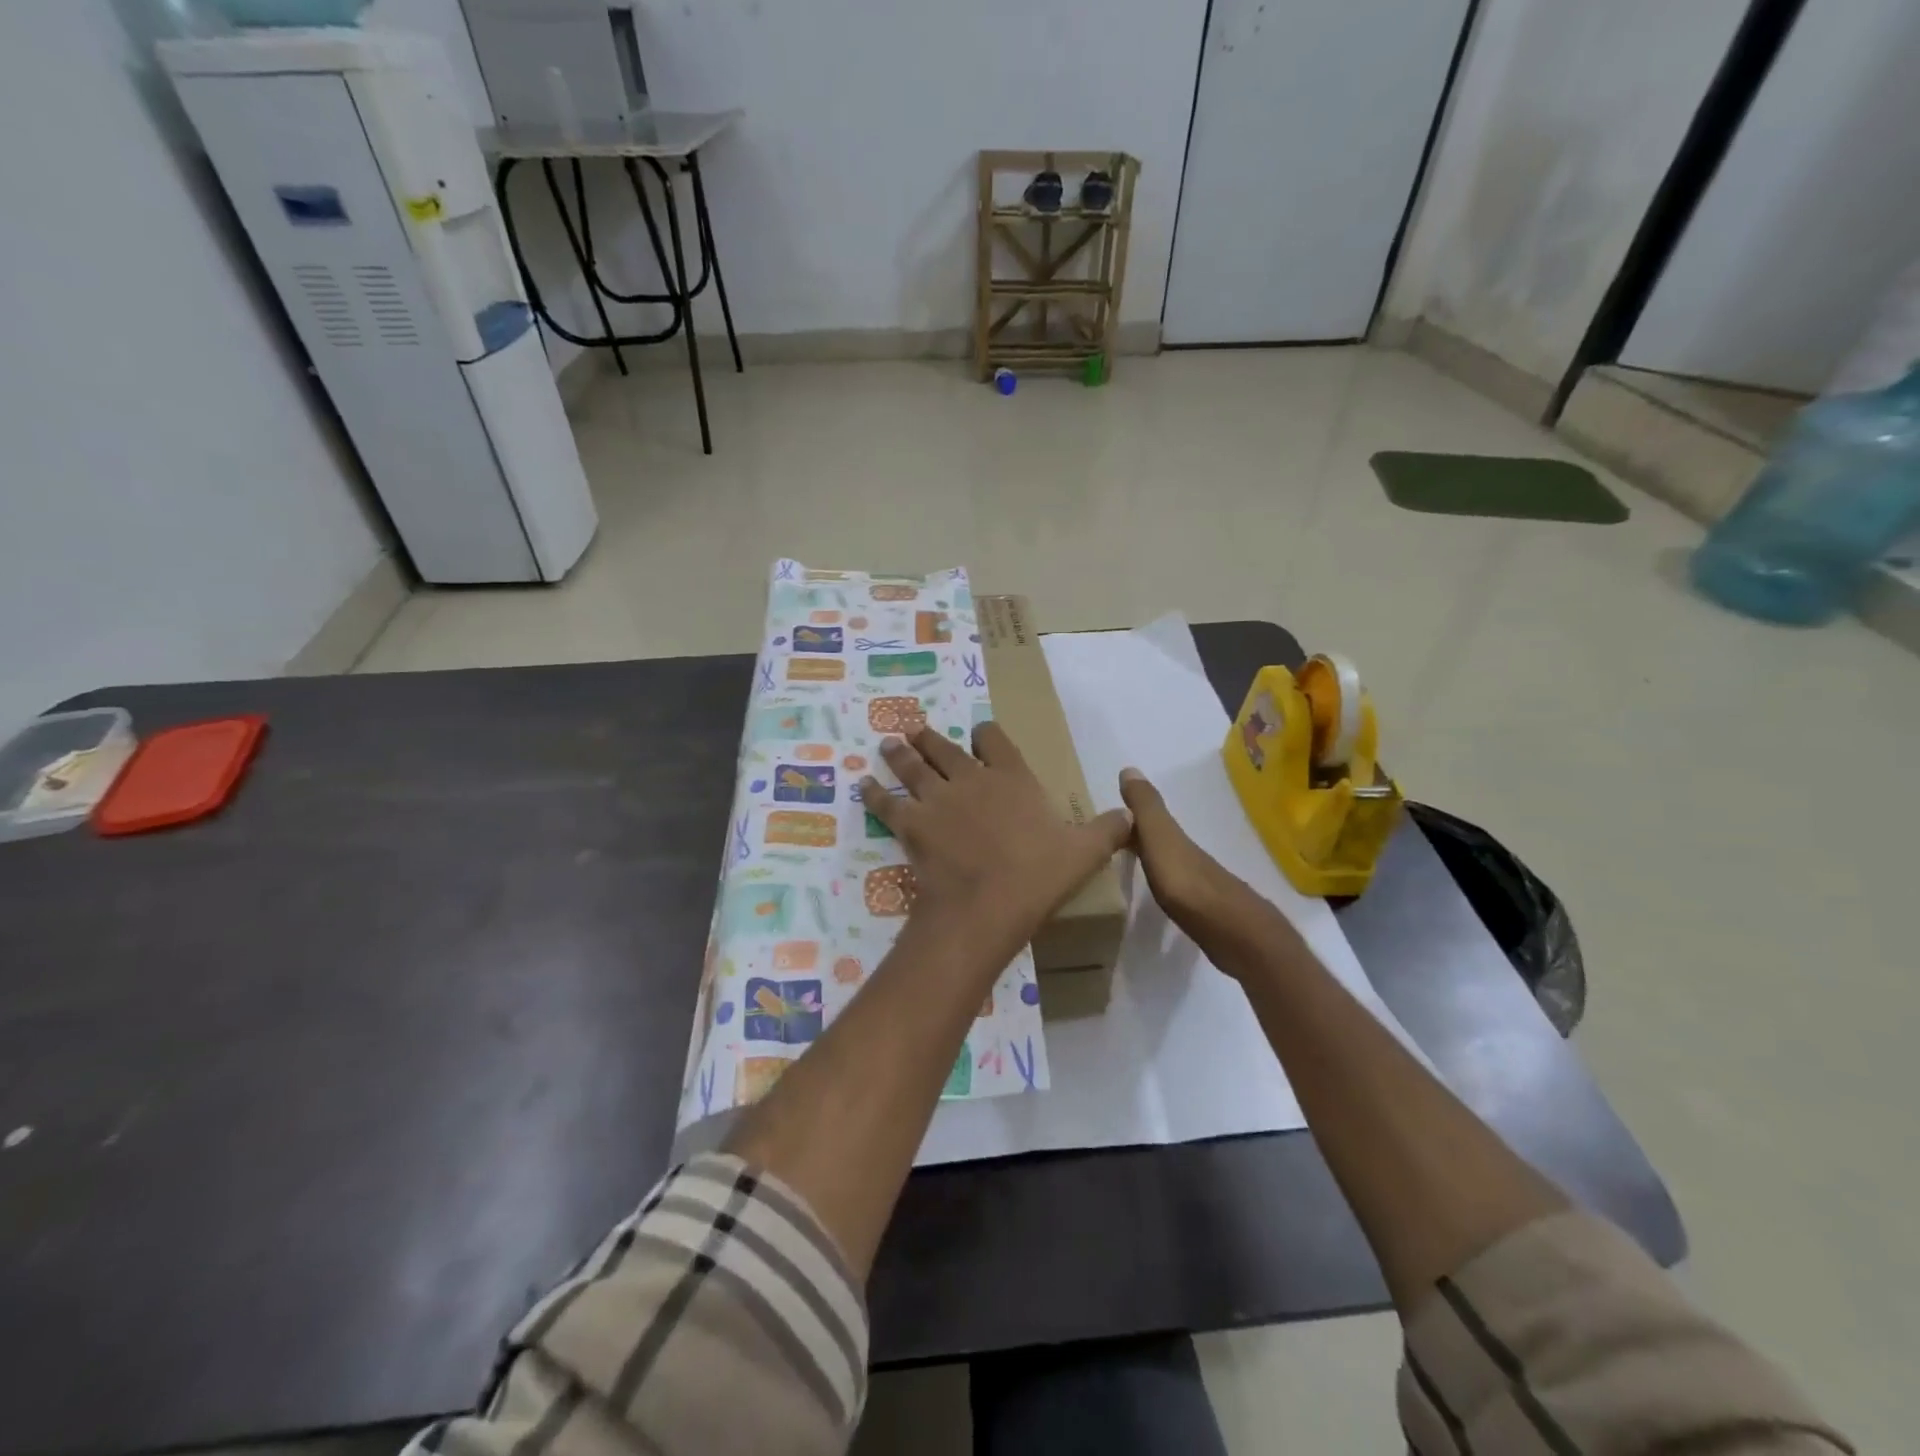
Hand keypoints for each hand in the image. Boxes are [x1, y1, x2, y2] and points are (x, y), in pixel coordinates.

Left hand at [862, 724, 1131, 967]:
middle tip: (915, 730)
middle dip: (930, 737)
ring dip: (900, 754)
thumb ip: (1109, 829)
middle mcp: (970, 778)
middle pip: (945, 747)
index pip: (994, 738)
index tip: (980, 734)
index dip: (985, 733)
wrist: (988, 904)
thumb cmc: (1039, 874)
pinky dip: (874, 793)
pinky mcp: (911, 823)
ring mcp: (937, 798)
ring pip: (913, 766)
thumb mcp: (1085, 851)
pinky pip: (887, 803)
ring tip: (889, 744)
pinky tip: (864, 786)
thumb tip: (1132, 814)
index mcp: (1011, 776)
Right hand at [1119, 766, 1287, 971]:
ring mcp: (1198, 884)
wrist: (1233, 932)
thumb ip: (1146, 807)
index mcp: (1175, 839)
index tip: (1101, 819)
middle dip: (1135, 837)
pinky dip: (1160, 883)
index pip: (1146, 819)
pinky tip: (1155, 895)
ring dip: (1148, 860)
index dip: (1126, 815)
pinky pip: (1173, 888)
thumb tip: (1129, 768)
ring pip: (1166, 863)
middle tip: (1105, 842)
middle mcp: (1187, 856)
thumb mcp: (1161, 839)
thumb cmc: (1188, 882)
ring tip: (1124, 866)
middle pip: (1157, 840)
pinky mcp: (1202, 911)